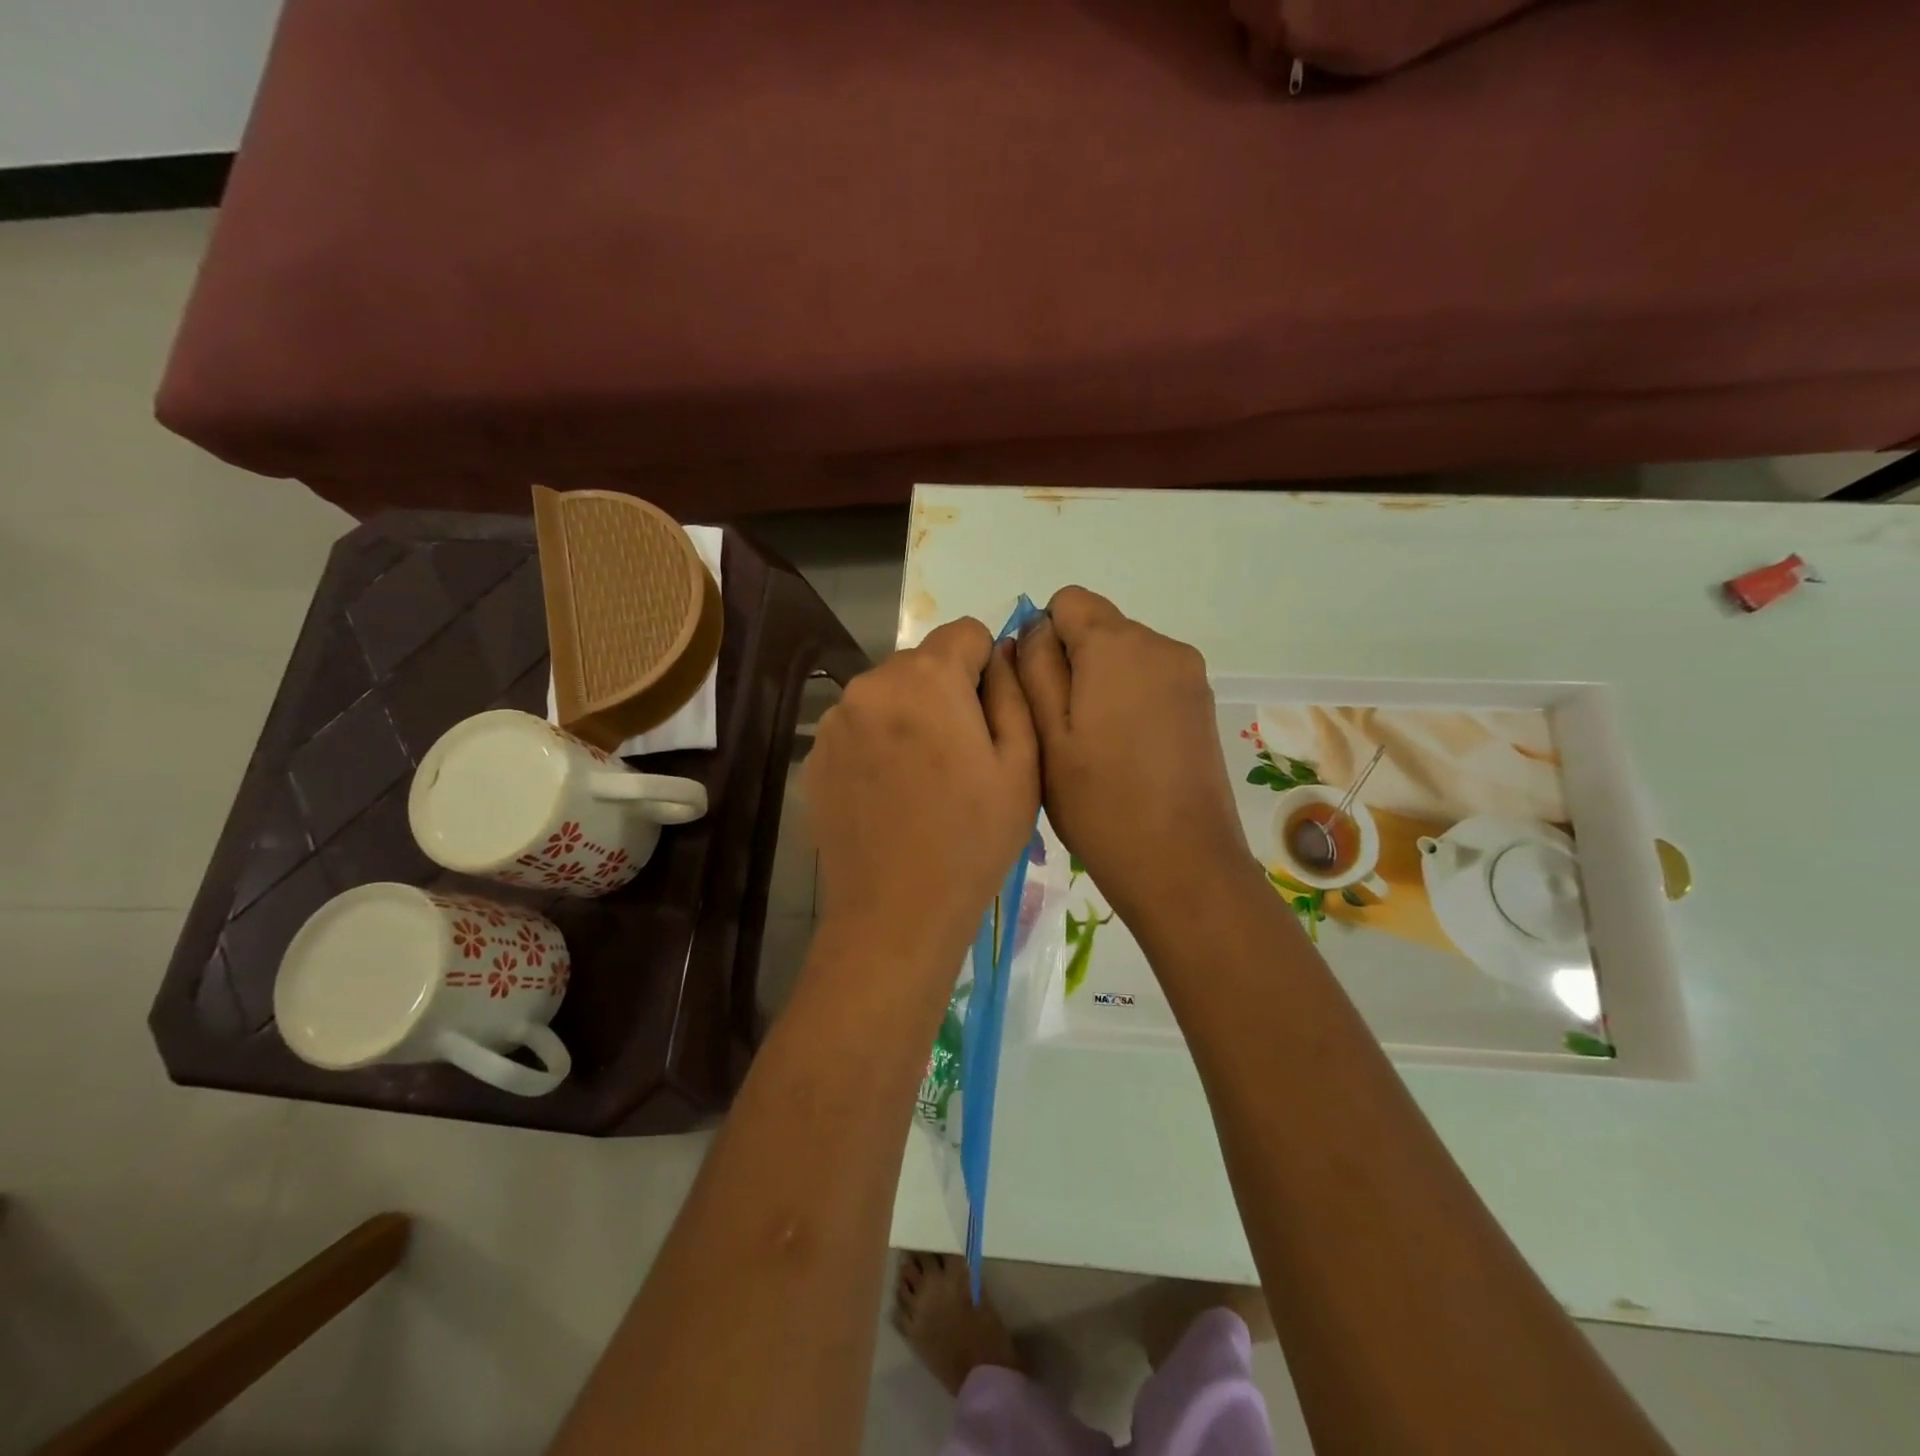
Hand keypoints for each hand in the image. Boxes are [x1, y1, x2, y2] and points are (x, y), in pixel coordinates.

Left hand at [805, 618, 1039, 968]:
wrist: (896, 913)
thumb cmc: (973, 839)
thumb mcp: (1020, 764)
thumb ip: (1012, 691)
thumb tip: (1003, 650)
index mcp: (926, 678)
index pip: (966, 633)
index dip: (987, 668)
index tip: (991, 718)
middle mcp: (870, 684)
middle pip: (923, 663)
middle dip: (947, 693)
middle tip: (962, 757)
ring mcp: (835, 721)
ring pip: (888, 695)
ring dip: (910, 718)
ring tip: (924, 781)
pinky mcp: (815, 756)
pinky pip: (859, 728)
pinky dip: (878, 745)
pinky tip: (890, 795)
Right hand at [1017, 587, 1252, 924]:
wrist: (1181, 864)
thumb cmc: (1098, 802)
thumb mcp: (1045, 734)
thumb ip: (1034, 668)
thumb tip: (1036, 629)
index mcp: (1118, 644)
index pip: (1068, 601)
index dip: (1043, 638)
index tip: (1039, 693)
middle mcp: (1161, 645)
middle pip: (1099, 627)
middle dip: (1073, 663)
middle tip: (1061, 730)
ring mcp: (1190, 675)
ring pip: (1125, 656)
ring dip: (1101, 684)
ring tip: (1094, 747)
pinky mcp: (1202, 704)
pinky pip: (1150, 680)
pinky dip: (1129, 701)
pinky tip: (1126, 752)